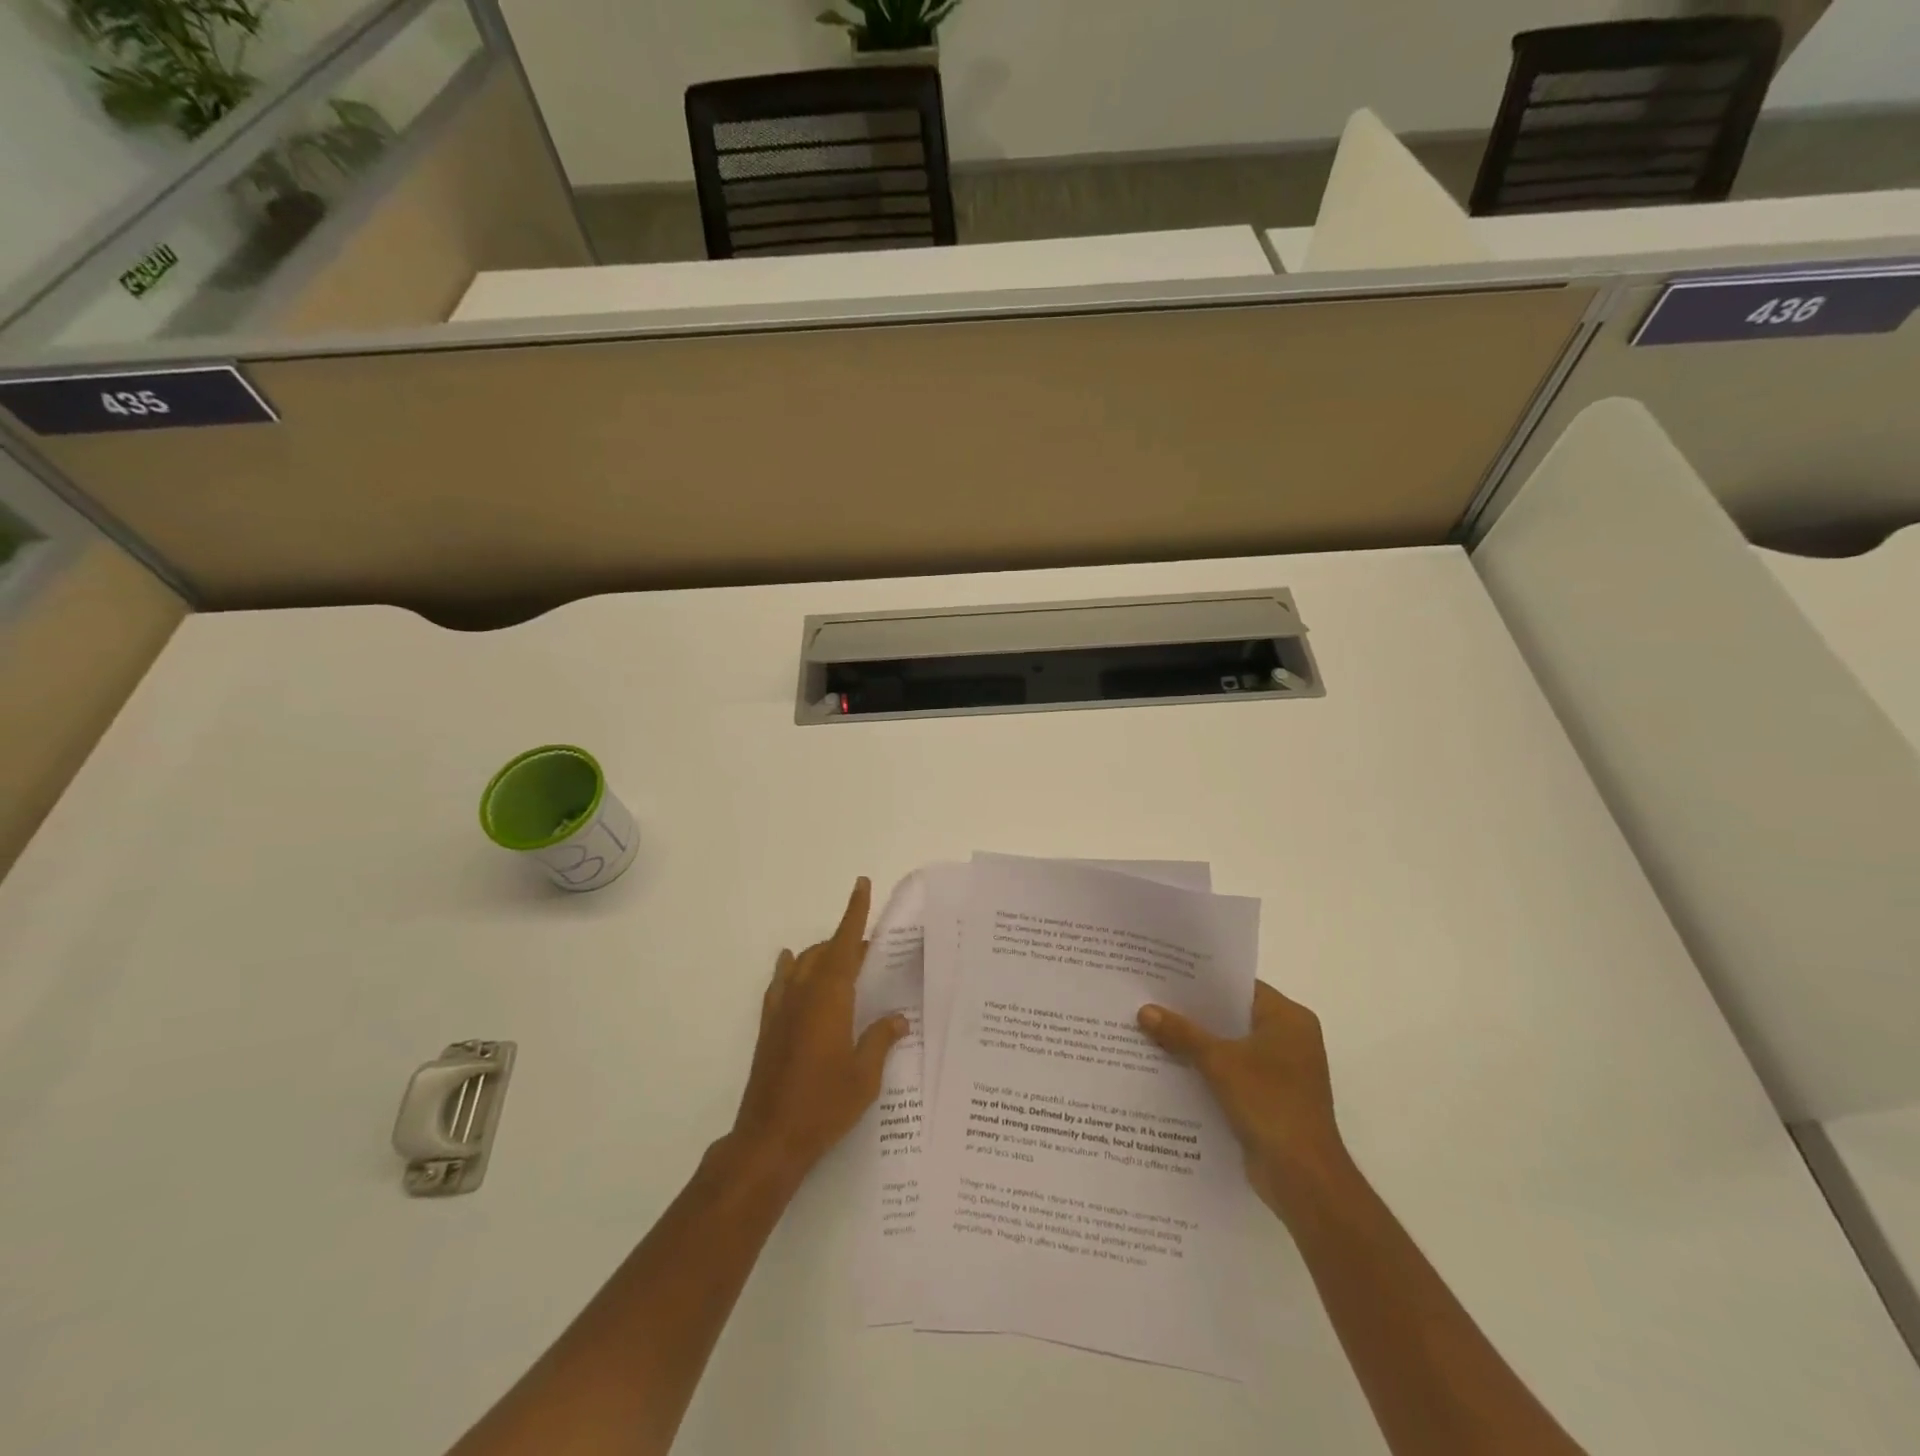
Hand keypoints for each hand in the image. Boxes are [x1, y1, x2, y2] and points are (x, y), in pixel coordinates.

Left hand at [729, 877, 908, 1186]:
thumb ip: (881, 1040)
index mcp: (830, 998)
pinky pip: (780, 984)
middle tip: (874, 953)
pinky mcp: (768, 1027)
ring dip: (823, 956)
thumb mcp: (864, 1075)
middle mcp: (803, 994)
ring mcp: (781, 1009)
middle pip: (826, 952)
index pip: (845, 944)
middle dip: (848, 943)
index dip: (854, 913)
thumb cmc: (824, 1105)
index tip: (861, 884)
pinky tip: (792, 967)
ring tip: (844, 965)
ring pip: (803, 965)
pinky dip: (790, 970)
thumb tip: (898, 1019)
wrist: (770, 1138)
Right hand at [1137, 982, 1347, 1215]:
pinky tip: (1170, 1068)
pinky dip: (1207, 1071)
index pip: (1240, 987)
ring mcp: (1281, 1072)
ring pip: (1230, 1047)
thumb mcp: (1220, 1062)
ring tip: (1151, 1030)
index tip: (1166, 975)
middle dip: (1194, 1014)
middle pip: (1233, 1017)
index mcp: (1289, 1019)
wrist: (1303, 1178)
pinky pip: (1232, 1073)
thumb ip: (1182, 1034)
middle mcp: (1289, 1039)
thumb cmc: (1270, 1104)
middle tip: (1151, 1000)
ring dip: (1197, 1045)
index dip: (1204, 981)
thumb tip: (1145, 1010)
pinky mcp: (1270, 1099)